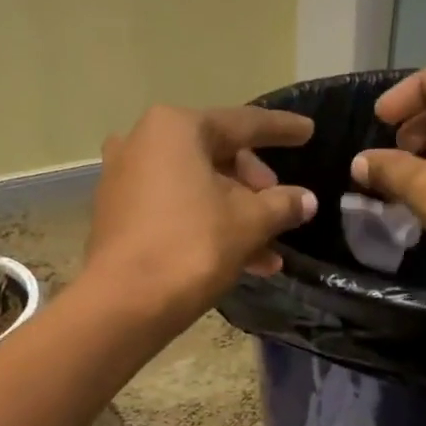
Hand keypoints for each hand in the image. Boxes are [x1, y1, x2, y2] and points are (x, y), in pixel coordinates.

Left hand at [83, 103, 316, 323]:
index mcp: (175, 128)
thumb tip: (306, 200)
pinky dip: (206, 227)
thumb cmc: (191, 248)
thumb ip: (282, 205)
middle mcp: (142, 142)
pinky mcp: (118, 216)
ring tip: (269, 256)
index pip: (242, 123)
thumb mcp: (249, 224)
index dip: (281, 130)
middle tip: (281, 212)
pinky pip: (174, 211)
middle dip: (255, 189)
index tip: (308, 131)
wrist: (125, 303)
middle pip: (216, 157)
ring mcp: (124, 179)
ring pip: (196, 190)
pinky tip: (240, 261)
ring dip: (236, 218)